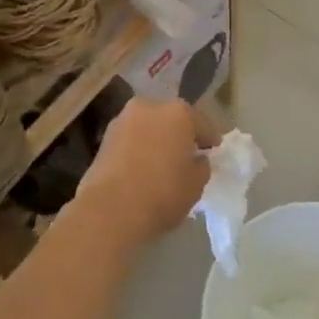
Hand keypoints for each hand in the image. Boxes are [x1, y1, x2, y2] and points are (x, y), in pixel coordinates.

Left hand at [71, 98, 213, 252]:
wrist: (109, 211)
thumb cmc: (162, 193)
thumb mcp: (196, 184)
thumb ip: (202, 166)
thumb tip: (197, 160)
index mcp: (178, 113)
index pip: (202, 124)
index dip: (210, 139)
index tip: (214, 151)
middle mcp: (149, 107)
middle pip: (172, 120)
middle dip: (180, 135)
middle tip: (187, 155)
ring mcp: (122, 121)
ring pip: (149, 128)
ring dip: (157, 140)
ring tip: (163, 163)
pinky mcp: (103, 139)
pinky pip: (131, 140)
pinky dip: (139, 149)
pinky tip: (143, 168)